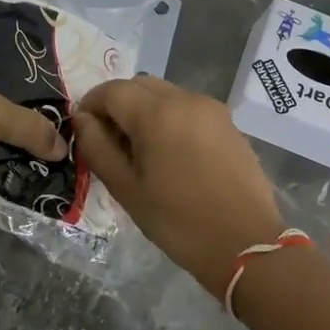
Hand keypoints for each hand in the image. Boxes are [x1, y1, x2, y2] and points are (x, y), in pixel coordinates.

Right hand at [75, 76, 285, 298]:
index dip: (91, 105)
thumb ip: (98, 148)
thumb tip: (82, 120)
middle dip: (118, 104)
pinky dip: (170, 119)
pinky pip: (188, 109)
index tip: (83, 130)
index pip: (112, 90)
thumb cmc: (178, 221)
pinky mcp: (229, 125)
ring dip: (144, 110)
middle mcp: (186, 100)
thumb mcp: (126, 189)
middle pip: (140, 85)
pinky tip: (169, 155)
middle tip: (109, 141)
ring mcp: (212, 110)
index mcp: (157, 113)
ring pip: (166, 94)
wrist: (246, 244)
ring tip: (139, 150)